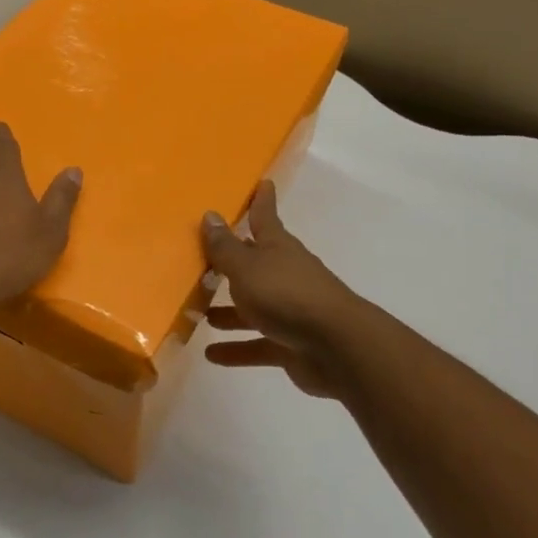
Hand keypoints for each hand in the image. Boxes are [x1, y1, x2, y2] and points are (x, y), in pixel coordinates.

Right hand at [202, 182, 366, 398]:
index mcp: (277, 248)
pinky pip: (258, 344)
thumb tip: (210, 215)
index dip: (262, 200)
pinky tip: (211, 354)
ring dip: (229, 311)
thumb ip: (225, 247)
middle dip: (232, 263)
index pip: (265, 217)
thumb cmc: (286, 295)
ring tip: (201, 313)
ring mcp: (290, 311)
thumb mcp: (246, 267)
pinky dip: (236, 349)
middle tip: (203, 261)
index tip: (263, 183)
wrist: (337, 347)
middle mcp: (284, 274)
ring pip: (254, 308)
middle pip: (254, 264)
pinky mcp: (291, 345)